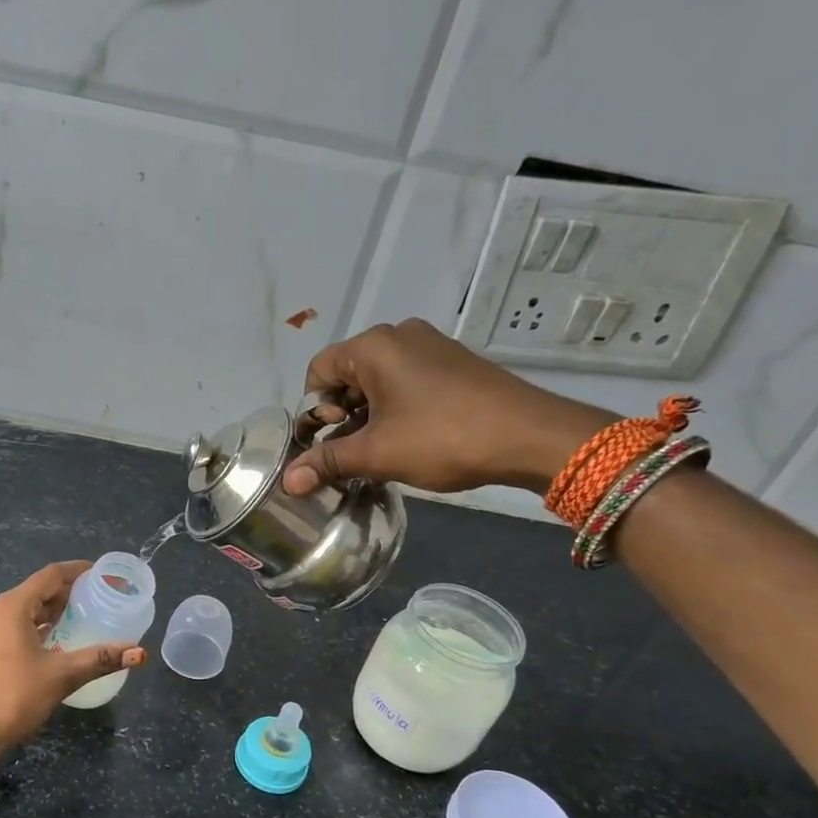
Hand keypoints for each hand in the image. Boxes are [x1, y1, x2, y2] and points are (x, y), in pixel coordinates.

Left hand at [0, 560, 146, 757]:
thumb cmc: (12, 697)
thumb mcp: (61, 676)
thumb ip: (99, 660)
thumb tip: (139, 652)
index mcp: (12, 606)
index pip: (50, 575)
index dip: (77, 571)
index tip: (100, 573)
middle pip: (36, 590)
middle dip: (66, 592)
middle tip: (97, 599)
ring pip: (24, 610)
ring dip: (51, 611)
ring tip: (80, 618)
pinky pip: (13, 626)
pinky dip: (36, 627)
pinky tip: (53, 643)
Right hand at [282, 319, 613, 496]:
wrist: (530, 436)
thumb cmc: (442, 437)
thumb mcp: (377, 453)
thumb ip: (327, 462)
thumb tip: (287, 482)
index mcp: (373, 346)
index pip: (318, 371)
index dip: (316, 410)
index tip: (332, 441)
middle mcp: (399, 335)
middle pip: (347, 374)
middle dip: (342, 414)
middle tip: (355, 450)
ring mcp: (431, 346)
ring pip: (379, 380)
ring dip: (370, 415)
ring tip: (382, 450)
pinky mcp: (454, 362)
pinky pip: (408, 381)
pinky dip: (397, 408)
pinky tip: (411, 437)